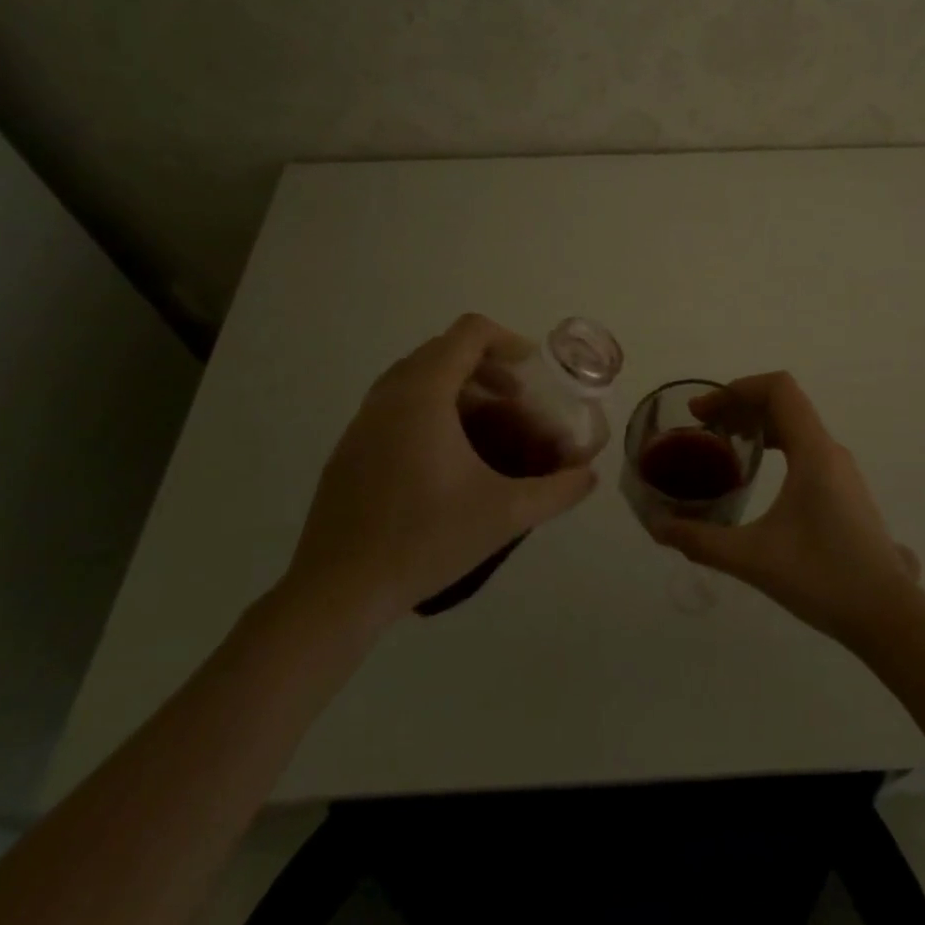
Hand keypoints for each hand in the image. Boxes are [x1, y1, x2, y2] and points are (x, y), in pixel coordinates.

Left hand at [280, 314, 597, 635]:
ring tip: (486, 428)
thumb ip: (556, 490)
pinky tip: (447, 460)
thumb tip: (588, 475)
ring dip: (457, 388)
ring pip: (416, 377)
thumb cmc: (425, 539)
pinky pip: (396, 404)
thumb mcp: (505, 514)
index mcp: (423, 394)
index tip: (532, 372)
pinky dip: (429, 409)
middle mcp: (389, 395)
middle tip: (515, 400)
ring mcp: (362, 421)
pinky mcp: (349, 448)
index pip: (469, 333)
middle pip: (443, 350)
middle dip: (487, 367)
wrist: (337, 591)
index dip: (508, 341)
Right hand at [649, 372, 921, 646]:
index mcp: (813, 452)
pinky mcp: (844, 490)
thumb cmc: (823, 579)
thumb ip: (702, 540)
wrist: (888, 617)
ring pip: (796, 426)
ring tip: (723, 447)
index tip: (702, 412)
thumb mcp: (753, 559)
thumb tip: (658, 528)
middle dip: (739, 406)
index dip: (736, 388)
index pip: (778, 389)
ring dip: (757, 425)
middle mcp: (830, 451)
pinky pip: (805, 447)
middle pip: (784, 403)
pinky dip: (774, 444)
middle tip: (702, 428)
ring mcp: (841, 470)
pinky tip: (755, 476)